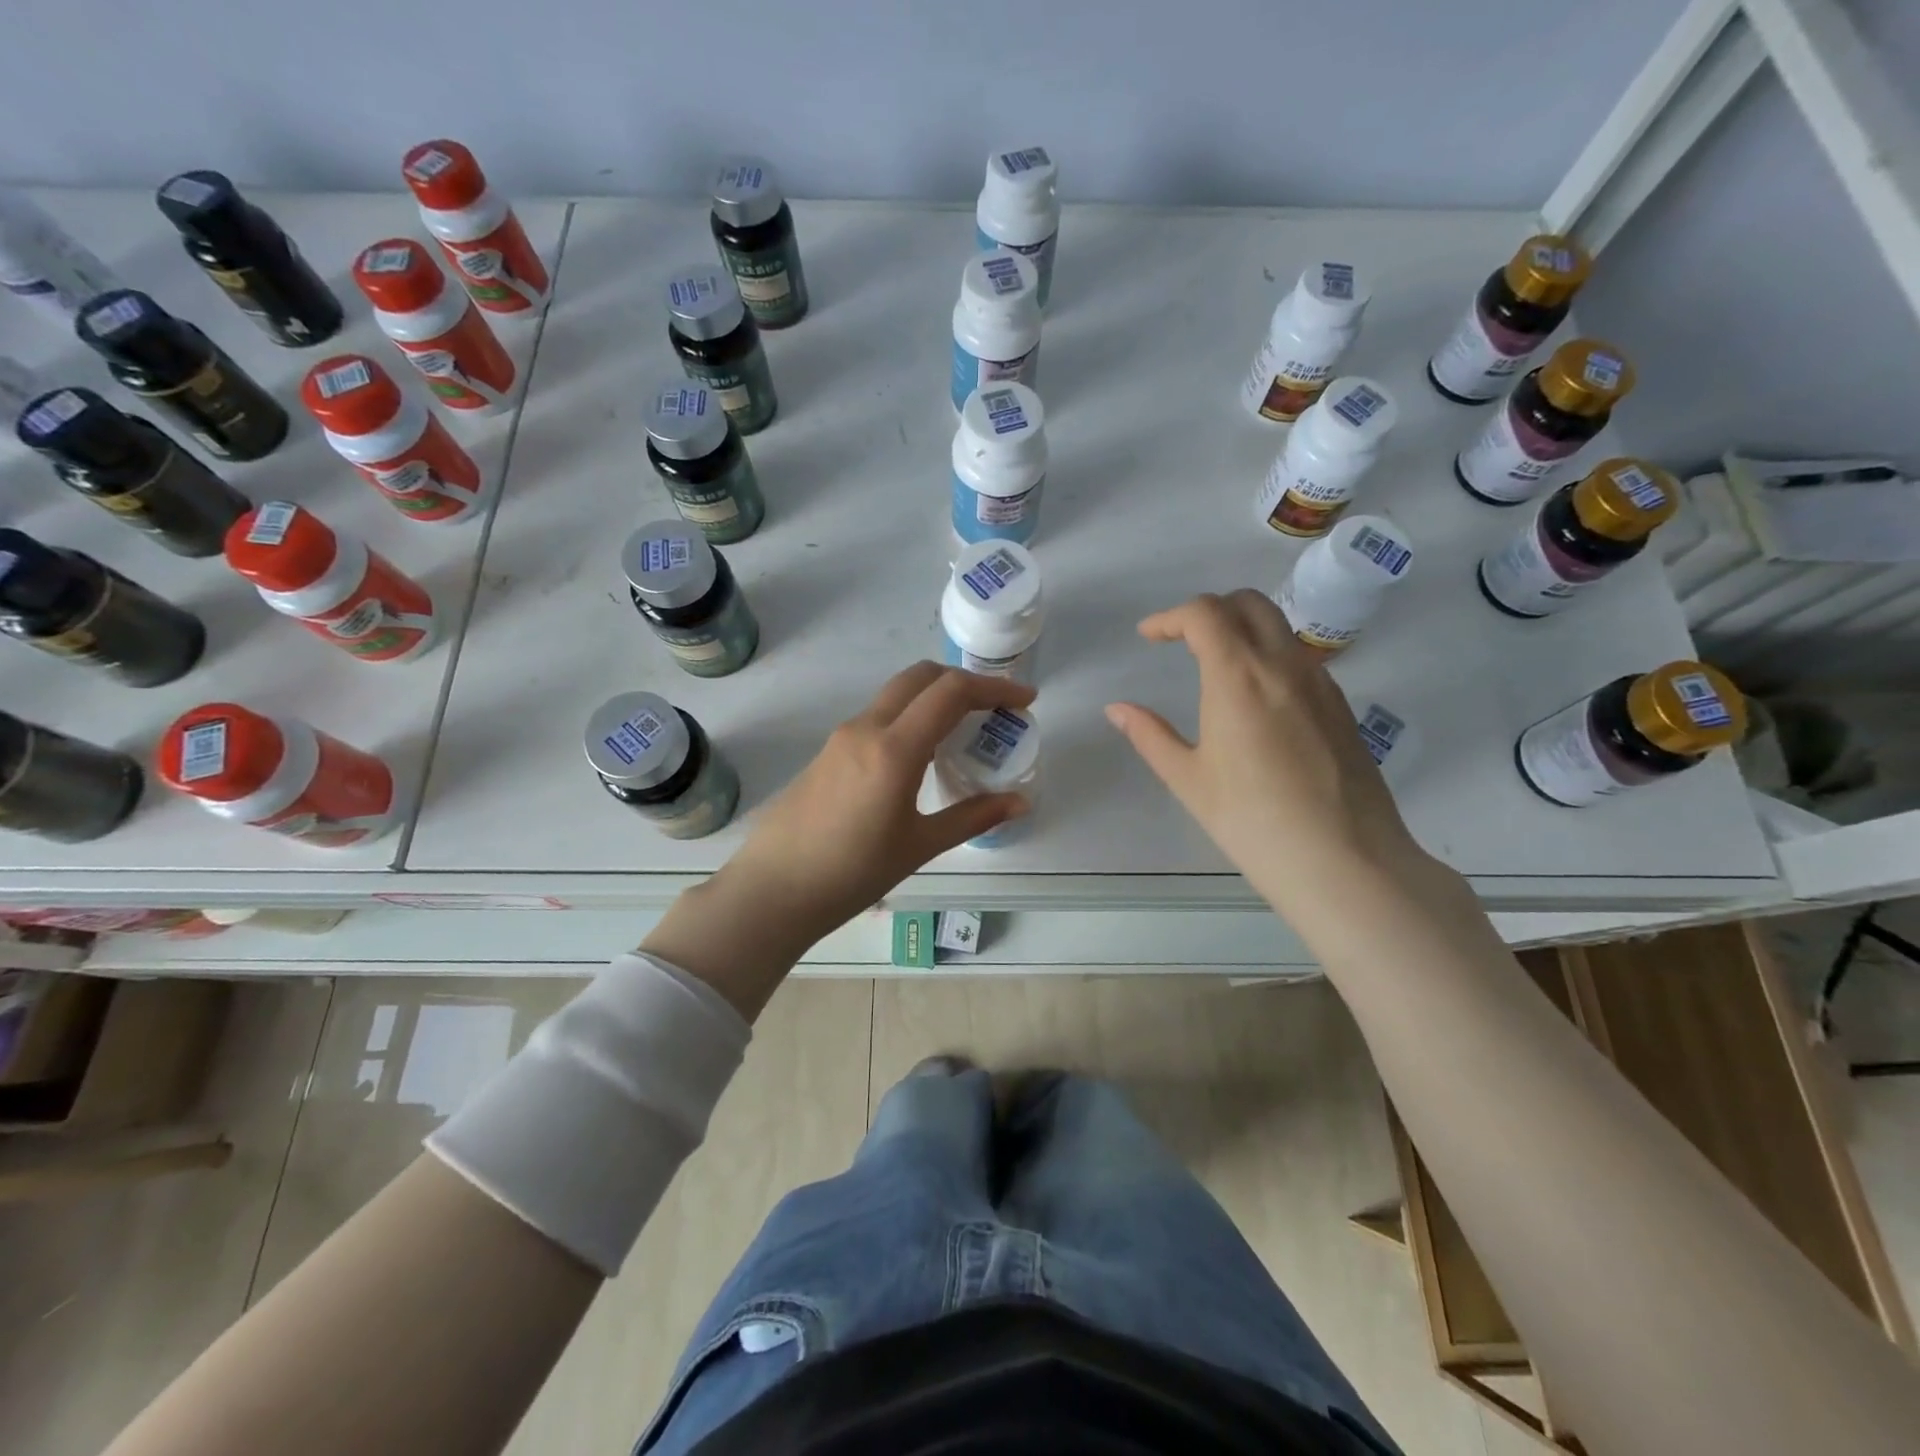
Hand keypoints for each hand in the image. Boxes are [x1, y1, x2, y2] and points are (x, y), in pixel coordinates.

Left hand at [656, 663, 1032, 981]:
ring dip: (934, 698)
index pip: (950, 692)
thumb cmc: (851, 873)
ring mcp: (842, 737)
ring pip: (896, 695)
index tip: (1025, 701)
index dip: (994, 688)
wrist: (772, 890)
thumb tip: (1020, 802)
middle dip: (964, 682)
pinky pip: (878, 717)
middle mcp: (866, 728)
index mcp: (894, 748)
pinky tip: (922, 756)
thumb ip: (972, 816)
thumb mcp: (919, 846)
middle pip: (921, 677)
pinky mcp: (828, 751)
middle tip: (996, 708)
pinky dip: (910, 717)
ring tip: (965, 731)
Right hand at [1105, 590, 1433, 919]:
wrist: (1345, 861)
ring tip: (1217, 668)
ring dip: (1242, 629)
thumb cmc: (1252, 821)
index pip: (1204, 613)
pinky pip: (1300, 660)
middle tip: (1183, 641)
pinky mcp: (1340, 706)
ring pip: (1279, 628)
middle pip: (1248, 603)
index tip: (1149, 637)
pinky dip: (1270, 657)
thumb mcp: (1189, 780)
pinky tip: (1257, 701)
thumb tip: (1117, 709)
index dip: (1170, 617)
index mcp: (1238, 676)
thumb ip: (1150, 736)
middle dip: (1209, 610)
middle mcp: (1283, 665)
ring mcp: (1320, 683)